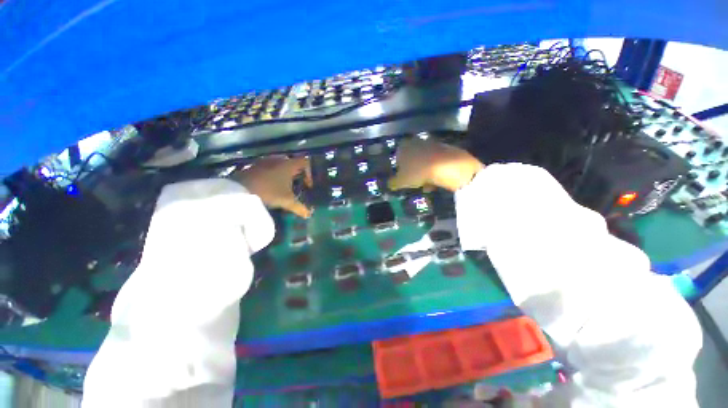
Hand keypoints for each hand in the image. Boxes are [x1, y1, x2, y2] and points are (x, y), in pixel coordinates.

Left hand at [231, 156, 312, 217]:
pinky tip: (270, 187)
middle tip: (297, 185)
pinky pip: (268, 168)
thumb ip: (299, 208)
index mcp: (288, 165)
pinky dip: (272, 175)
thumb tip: (309, 215)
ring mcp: (264, 162)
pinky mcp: (254, 166)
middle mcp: (278, 160)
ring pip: (280, 165)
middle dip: (297, 174)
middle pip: (293, 162)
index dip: (309, 173)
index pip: (305, 162)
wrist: (239, 190)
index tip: (307, 185)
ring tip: (283, 187)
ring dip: (284, 174)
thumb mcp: (287, 201)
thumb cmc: (269, 192)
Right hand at [388, 138, 484, 191]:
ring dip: (424, 172)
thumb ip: (393, 183)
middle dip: (413, 170)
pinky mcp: (443, 147)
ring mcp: (430, 143)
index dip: (400, 169)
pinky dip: (434, 170)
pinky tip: (435, 181)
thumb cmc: (417, 172)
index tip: (403, 179)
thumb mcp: (401, 182)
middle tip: (415, 182)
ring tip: (427, 185)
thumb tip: (390, 184)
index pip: (397, 157)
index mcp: (402, 148)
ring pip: (424, 160)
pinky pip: (435, 160)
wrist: (445, 165)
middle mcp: (415, 142)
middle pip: (411, 158)